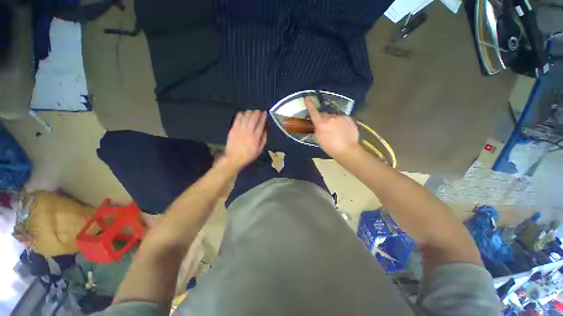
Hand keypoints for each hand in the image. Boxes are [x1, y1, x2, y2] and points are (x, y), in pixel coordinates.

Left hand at [221, 110, 266, 171]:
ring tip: (252, 111)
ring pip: (246, 116)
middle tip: (259, 110)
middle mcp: (248, 131)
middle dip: (257, 112)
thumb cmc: (248, 155)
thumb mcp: (259, 150)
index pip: (261, 123)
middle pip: (254, 117)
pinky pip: (237, 118)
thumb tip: (266, 130)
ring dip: (250, 112)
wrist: (233, 158)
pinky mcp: (233, 129)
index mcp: (256, 137)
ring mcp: (240, 129)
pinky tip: (243, 113)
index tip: (265, 113)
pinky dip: (241, 114)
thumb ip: (263, 139)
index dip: (263, 117)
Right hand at [305, 97, 359, 159]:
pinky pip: (341, 118)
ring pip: (333, 116)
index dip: (309, 105)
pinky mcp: (348, 118)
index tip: (307, 98)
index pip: (313, 112)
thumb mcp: (319, 140)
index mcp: (321, 124)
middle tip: (326, 127)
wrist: (347, 150)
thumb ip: (317, 130)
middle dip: (323, 119)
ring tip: (336, 130)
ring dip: (333, 121)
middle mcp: (330, 118)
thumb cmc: (330, 147)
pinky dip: (340, 122)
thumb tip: (317, 125)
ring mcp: (340, 117)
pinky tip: (342, 130)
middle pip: (324, 114)